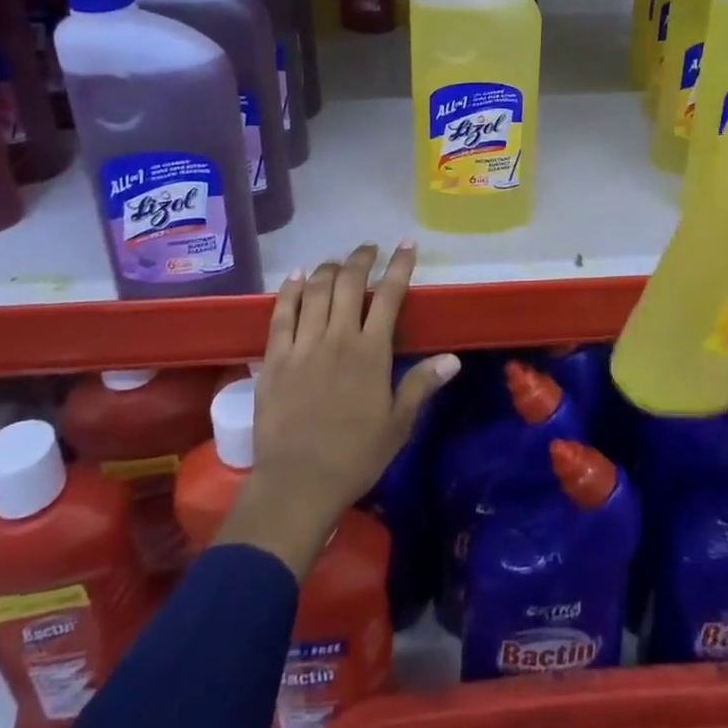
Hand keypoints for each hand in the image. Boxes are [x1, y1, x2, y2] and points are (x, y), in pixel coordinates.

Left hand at [215, 243, 459, 576]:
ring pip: (315, 290)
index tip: (406, 245)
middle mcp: (338, 337)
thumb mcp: (398, 424)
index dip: (400, 266)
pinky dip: (289, 290)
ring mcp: (303, 344)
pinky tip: (295, 277)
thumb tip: (453, 359)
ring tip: (336, 263)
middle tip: (369, 249)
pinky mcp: (275, 357)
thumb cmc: (355, 455)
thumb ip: (421, 384)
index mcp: (371, 351)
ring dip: (328, 269)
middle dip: (362, 259)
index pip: (390, 296)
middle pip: (350, 283)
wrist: (297, 482)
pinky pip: (281, 313)